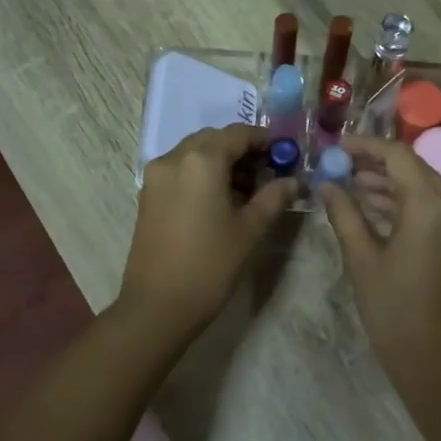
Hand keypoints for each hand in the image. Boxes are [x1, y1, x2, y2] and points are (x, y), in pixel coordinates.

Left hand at [118, 125, 294, 334]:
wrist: (158, 306)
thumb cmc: (210, 265)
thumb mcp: (250, 230)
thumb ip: (273, 197)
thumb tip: (291, 180)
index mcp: (201, 160)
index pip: (238, 134)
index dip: (265, 140)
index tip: (285, 155)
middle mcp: (174, 158)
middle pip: (214, 139)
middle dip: (242, 150)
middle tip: (268, 173)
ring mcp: (156, 176)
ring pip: (195, 153)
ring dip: (221, 162)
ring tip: (247, 190)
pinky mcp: (148, 195)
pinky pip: (180, 170)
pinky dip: (202, 174)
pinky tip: (220, 200)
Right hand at [320, 136, 440, 397]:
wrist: (434, 359)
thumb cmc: (393, 309)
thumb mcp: (362, 258)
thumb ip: (344, 214)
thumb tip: (327, 185)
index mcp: (429, 206)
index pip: (398, 156)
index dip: (366, 146)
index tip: (338, 146)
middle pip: (414, 168)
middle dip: (378, 162)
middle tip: (342, 163)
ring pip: (424, 188)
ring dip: (390, 183)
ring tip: (352, 184)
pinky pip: (432, 208)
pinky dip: (405, 203)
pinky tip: (375, 208)